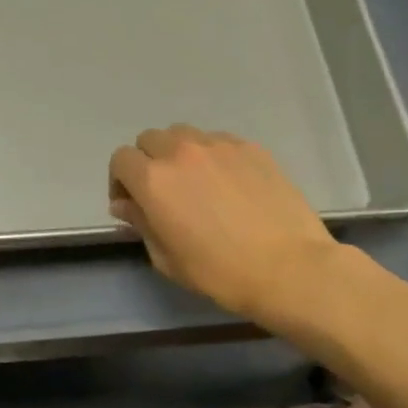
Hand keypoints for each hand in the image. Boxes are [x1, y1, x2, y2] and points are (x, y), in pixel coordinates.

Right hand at [109, 126, 340, 324]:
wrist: (288, 268)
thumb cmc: (218, 272)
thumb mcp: (166, 258)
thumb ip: (140, 223)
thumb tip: (125, 204)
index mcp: (153, 180)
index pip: (120, 159)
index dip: (119, 181)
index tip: (130, 203)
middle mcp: (181, 152)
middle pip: (149, 139)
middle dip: (147, 162)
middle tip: (161, 191)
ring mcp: (219, 145)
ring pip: (184, 135)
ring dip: (178, 153)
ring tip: (195, 181)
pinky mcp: (251, 148)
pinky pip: (218, 141)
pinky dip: (212, 156)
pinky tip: (227, 183)